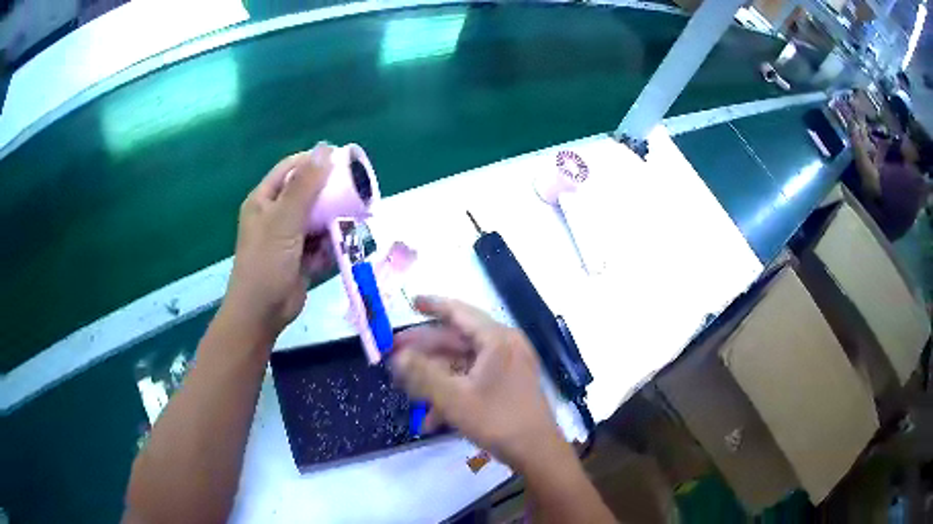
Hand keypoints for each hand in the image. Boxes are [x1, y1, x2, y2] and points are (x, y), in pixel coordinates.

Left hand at [223, 144, 334, 343]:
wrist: (263, 313)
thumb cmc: (266, 262)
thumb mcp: (284, 220)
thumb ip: (305, 186)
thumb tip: (325, 150)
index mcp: (265, 199)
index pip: (291, 168)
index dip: (315, 161)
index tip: (343, 162)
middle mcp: (276, 214)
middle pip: (307, 193)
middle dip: (329, 195)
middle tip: (355, 194)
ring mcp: (288, 237)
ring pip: (317, 219)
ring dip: (333, 223)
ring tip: (351, 224)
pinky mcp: (300, 257)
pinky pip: (320, 243)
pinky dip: (329, 246)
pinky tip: (336, 252)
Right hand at [391, 296, 565, 470]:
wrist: (536, 451)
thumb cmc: (497, 420)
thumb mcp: (453, 398)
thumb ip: (422, 374)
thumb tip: (397, 356)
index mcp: (496, 339)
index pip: (459, 311)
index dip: (433, 305)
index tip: (411, 302)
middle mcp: (505, 345)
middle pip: (458, 339)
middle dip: (425, 350)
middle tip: (395, 353)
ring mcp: (509, 364)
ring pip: (463, 362)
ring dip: (436, 376)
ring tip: (408, 390)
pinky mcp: (510, 383)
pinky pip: (475, 378)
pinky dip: (454, 391)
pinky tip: (432, 417)